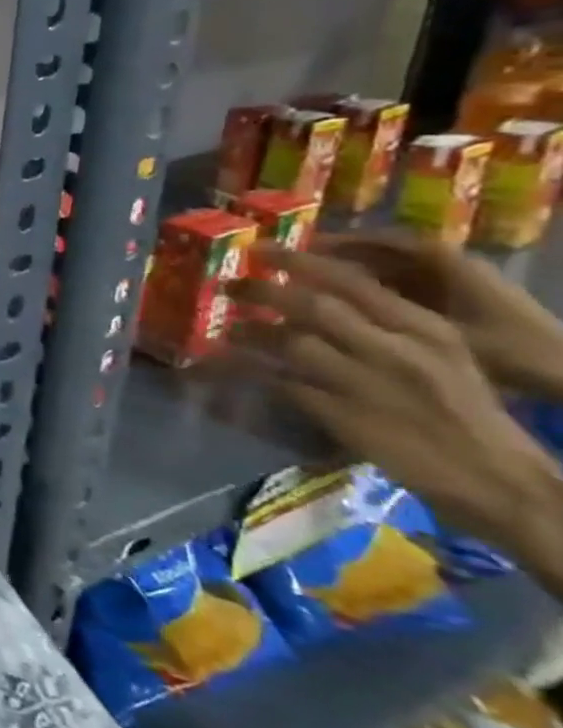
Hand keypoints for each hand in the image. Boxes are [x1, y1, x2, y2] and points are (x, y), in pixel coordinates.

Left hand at [233, 249, 562, 551]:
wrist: (501, 479)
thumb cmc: (466, 411)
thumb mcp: (443, 355)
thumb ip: (390, 323)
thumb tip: (326, 296)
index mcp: (425, 329)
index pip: (352, 281)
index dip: (298, 260)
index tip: (258, 248)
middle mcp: (395, 349)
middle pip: (313, 306)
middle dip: (262, 290)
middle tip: (227, 285)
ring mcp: (366, 382)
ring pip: (290, 341)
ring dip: (249, 332)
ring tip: (226, 329)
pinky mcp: (342, 414)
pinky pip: (281, 383)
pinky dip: (250, 372)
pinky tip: (226, 367)